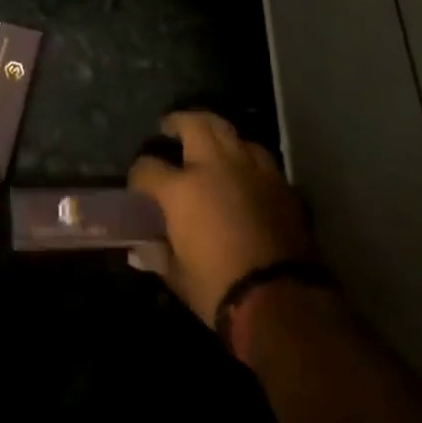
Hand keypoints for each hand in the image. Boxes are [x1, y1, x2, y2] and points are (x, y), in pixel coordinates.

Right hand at [127, 110, 317, 325]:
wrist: (282, 300)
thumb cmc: (219, 289)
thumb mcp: (178, 277)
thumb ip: (158, 255)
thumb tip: (142, 250)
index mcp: (181, 189)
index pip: (148, 167)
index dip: (139, 175)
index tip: (139, 185)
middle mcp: (214, 167)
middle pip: (194, 124)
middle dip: (178, 122)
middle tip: (171, 127)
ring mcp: (250, 169)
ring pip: (229, 131)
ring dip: (214, 132)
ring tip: (208, 141)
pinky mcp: (279, 182)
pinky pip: (258, 154)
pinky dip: (245, 154)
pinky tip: (242, 167)